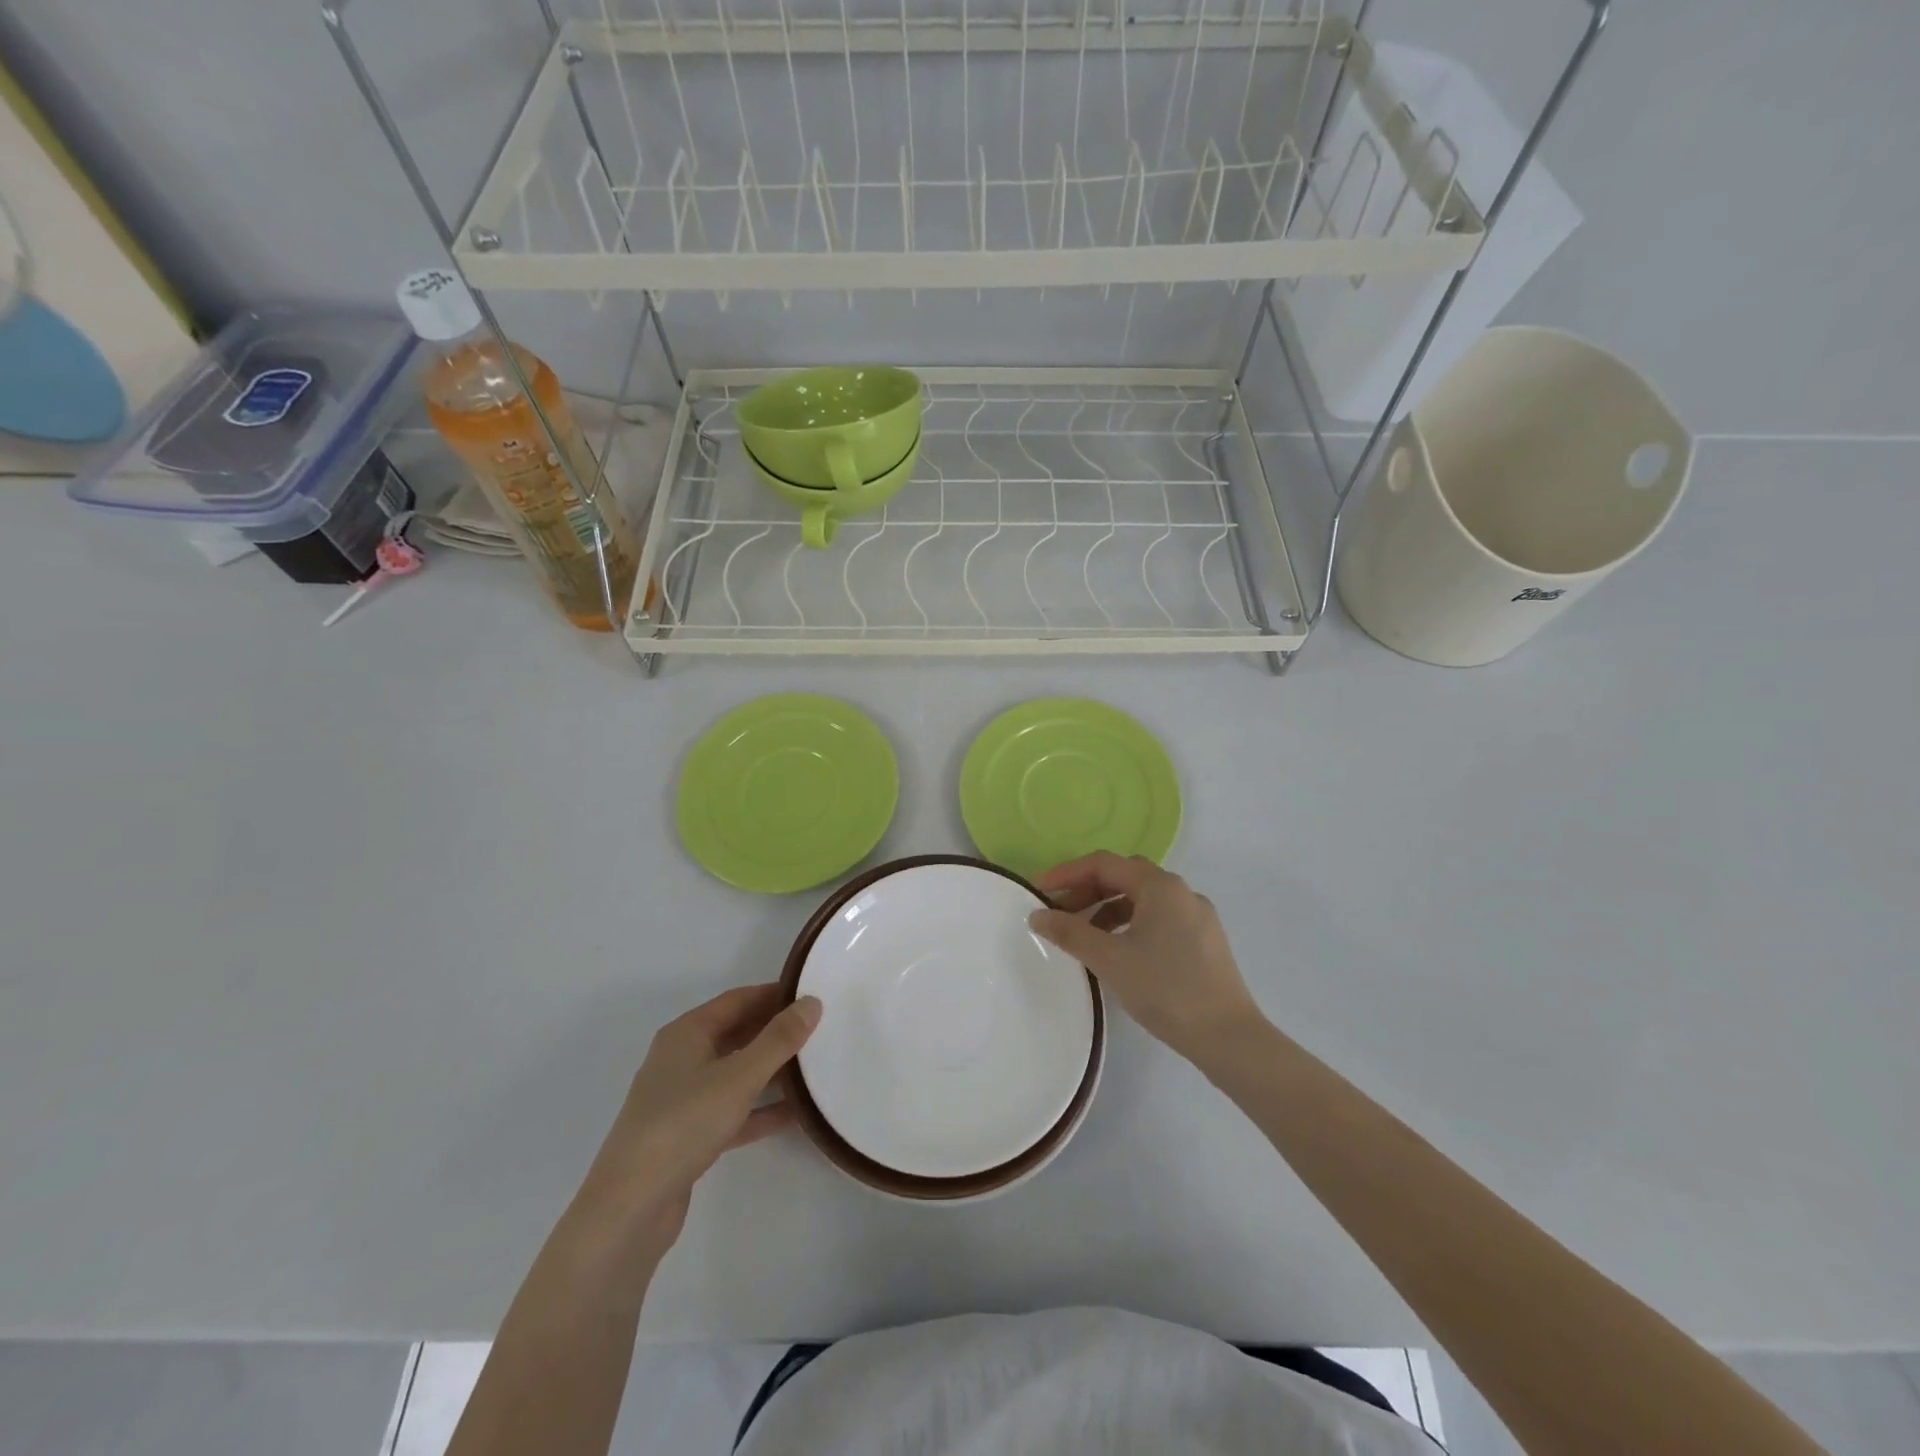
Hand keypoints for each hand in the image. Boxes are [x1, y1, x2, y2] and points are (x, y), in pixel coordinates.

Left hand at [574, 984, 820, 1259]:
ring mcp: (682, 1100)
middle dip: (775, 1032)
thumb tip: (811, 1002)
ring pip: (736, 1073)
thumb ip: (779, 1040)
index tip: (812, 995)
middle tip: (820, 1030)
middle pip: (736, 1034)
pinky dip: (760, 1109)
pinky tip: (795, 1114)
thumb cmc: (684, 1124)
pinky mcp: (688, 1136)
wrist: (630, 1208)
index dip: (774, 994)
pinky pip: (733, 1111)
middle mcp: (682, 1059)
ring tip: (815, 1068)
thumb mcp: (740, 1076)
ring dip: (771, 1071)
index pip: (737, 1000)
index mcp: (687, 1033)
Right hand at [1029, 853, 1263, 1063]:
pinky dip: (1131, 923)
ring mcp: (1197, 915)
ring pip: (1142, 898)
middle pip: (1124, 876)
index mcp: (1160, 886)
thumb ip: (1070, 932)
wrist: (1228, 1037)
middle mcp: (1181, 891)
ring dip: (1108, 908)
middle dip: (1087, 890)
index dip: (1067, 873)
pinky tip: (1119, 951)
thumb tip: (1038, 915)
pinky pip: (1159, 917)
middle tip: (1059, 913)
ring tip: (1084, 936)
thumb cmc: (1166, 990)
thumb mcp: (1110, 960)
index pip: (1103, 864)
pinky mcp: (1204, 939)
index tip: (1039, 892)